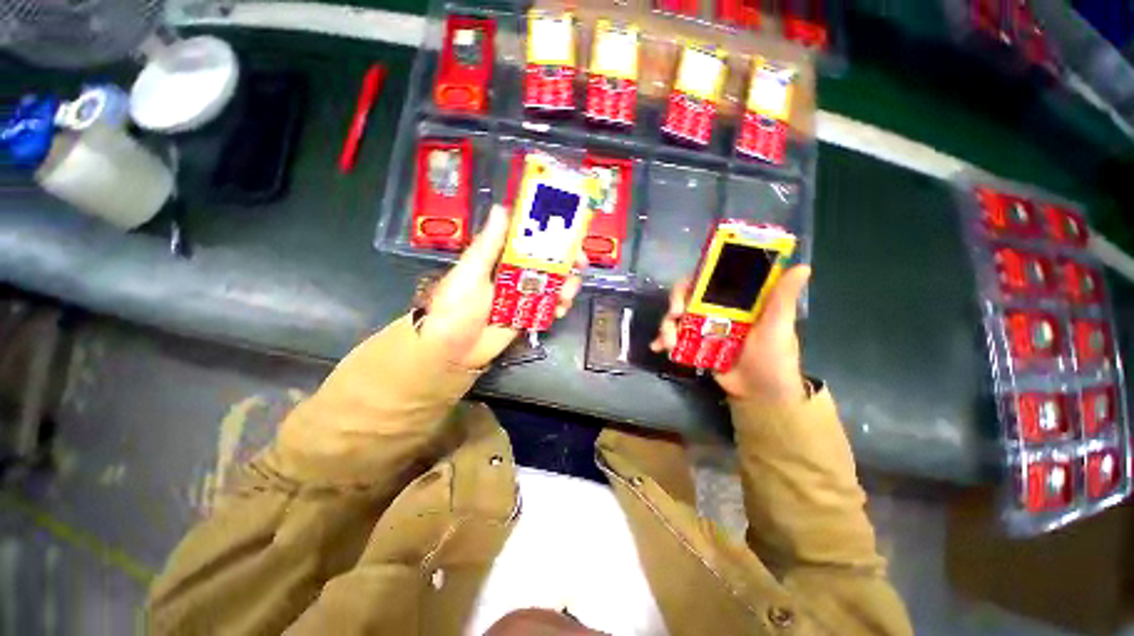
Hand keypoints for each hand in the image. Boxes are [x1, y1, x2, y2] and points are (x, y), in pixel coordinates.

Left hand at [420, 204, 584, 369]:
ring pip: (553, 283)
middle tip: (580, 264)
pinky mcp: (527, 314)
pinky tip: (560, 310)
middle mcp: (514, 272)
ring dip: (566, 285)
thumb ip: (488, 245)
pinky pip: (549, 305)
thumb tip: (502, 208)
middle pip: (547, 260)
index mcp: (500, 256)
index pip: (529, 236)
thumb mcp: (470, 273)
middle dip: (567, 260)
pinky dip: (560, 305)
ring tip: (567, 295)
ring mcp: (522, 294)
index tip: (569, 231)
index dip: (550, 231)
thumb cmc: (455, 308)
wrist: (452, 351)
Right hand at [650, 265, 811, 401]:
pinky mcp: (694, 345)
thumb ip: (783, 298)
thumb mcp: (779, 326)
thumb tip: (803, 266)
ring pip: (677, 316)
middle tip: (674, 314)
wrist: (759, 395)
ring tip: (667, 342)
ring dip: (667, 325)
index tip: (690, 287)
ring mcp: (703, 328)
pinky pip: (674, 336)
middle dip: (675, 301)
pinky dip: (663, 339)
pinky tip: (658, 347)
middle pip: (688, 295)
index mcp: (737, 300)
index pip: (713, 278)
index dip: (697, 277)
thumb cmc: (774, 358)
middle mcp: (717, 309)